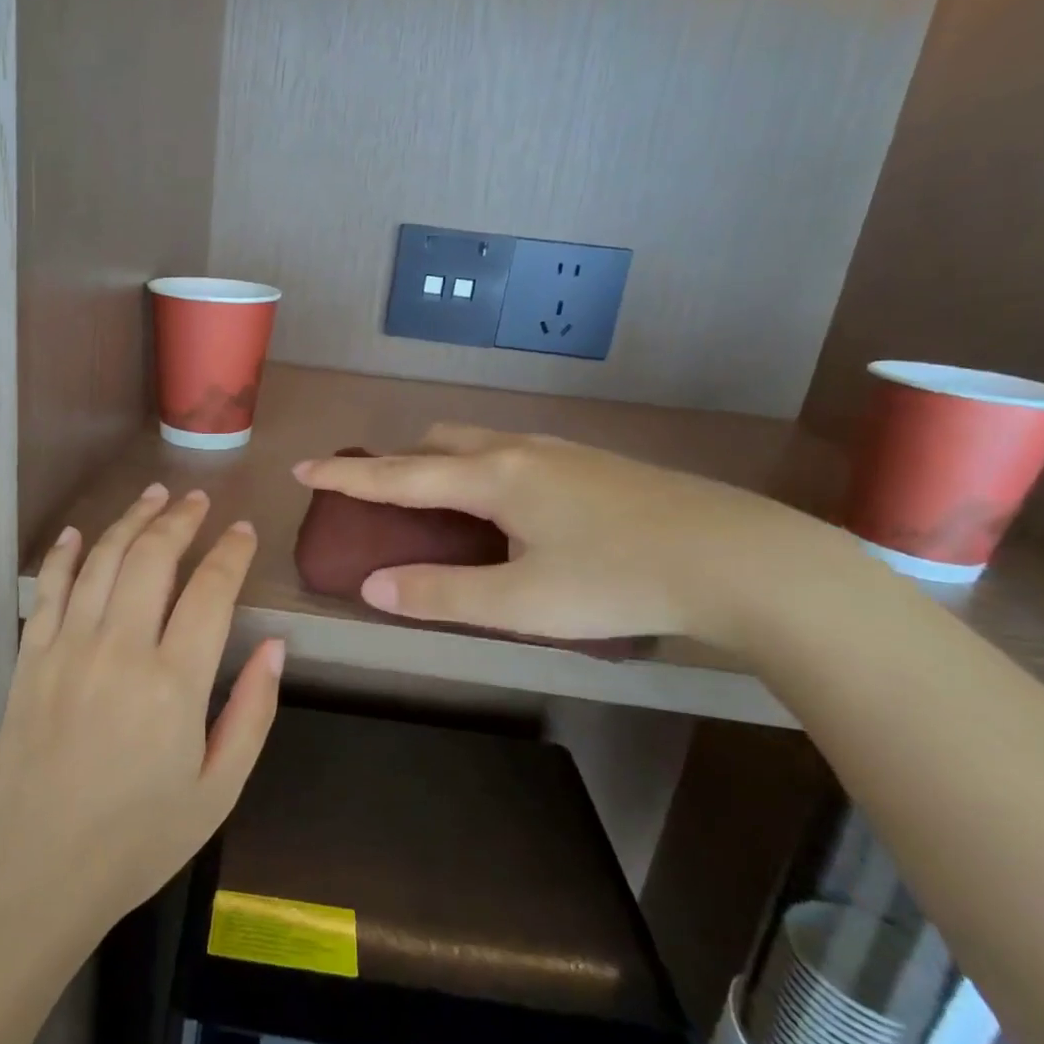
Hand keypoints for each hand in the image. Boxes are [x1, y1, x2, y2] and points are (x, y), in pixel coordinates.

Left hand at [0, 484, 283, 941]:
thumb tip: (277, 645)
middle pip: (153, 558)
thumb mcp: (218, 790)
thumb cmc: (138, 840)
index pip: (211, 591)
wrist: (35, 875)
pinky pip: (48, 590)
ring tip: (153, 495)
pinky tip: (80, 533)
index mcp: (174, 683)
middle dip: (180, 519)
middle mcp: (120, 649)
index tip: (243, 531)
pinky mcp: (29, 659)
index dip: (231, 552)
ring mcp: (67, 649)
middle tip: (198, 499)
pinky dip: (66, 554)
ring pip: (102, 560)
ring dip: (130, 520)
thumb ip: (253, 712)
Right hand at [294, 424, 838, 647]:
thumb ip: (440, 595)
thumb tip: (371, 587)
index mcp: (492, 477)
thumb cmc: (619, 580)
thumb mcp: (521, 601)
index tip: (303, 468)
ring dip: (443, 463)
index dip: (346, 476)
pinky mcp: (592, 463)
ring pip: (479, 442)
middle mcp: (518, 450)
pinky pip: (512, 452)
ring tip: (440, 503)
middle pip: (437, 442)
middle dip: (399, 463)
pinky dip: (482, 468)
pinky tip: (508, 507)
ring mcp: (560, 451)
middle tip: (382, 498)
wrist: (739, 558)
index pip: (398, 475)